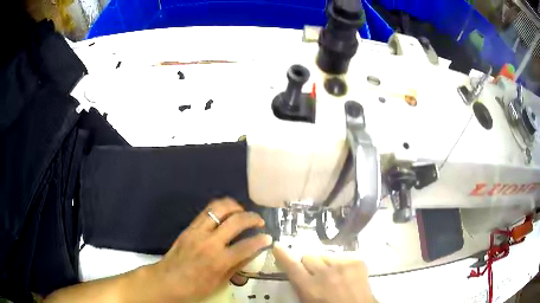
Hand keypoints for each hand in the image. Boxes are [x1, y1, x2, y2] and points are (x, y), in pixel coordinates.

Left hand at [148, 198, 272, 301]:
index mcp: (219, 261)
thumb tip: (252, 252)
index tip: (268, 238)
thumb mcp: (220, 282)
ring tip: (242, 212)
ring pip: (219, 208)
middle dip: (252, 217)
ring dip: (235, 206)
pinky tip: (226, 213)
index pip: (247, 245)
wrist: (167, 280)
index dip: (261, 240)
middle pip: (235, 221)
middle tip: (259, 220)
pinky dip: (220, 208)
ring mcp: (197, 232)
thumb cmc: (194, 287)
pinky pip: (206, 211)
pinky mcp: (189, 227)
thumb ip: (237, 265)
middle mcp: (209, 242)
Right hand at [273, 243, 375, 302]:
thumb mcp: (308, 301)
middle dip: (308, 264)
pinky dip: (340, 263)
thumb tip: (295, 270)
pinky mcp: (357, 261)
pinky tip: (345, 274)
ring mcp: (344, 265)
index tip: (277, 246)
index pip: (292, 266)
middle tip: (314, 274)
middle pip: (308, 256)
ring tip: (333, 275)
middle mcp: (326, 274)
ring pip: (325, 254)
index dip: (283, 255)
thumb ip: (300, 286)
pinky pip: (342, 255)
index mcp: (311, 288)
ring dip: (325, 263)